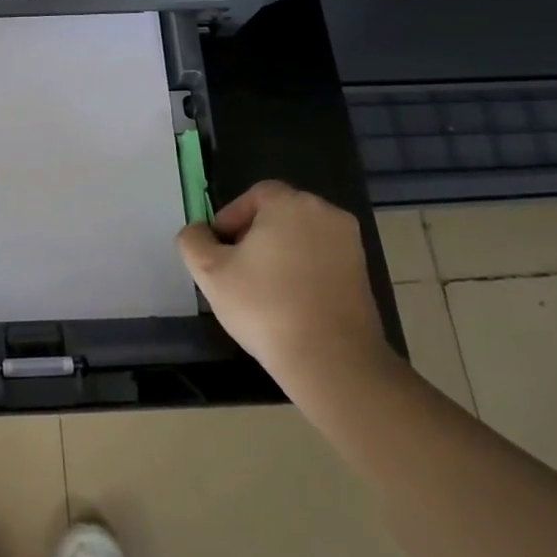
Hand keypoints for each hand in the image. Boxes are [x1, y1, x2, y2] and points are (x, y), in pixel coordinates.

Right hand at [176, 180, 397, 410]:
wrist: (332, 360)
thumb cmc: (265, 306)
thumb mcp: (210, 272)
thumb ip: (193, 241)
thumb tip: (198, 232)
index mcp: (290, 203)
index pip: (254, 196)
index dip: (231, 219)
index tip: (220, 251)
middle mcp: (325, 213)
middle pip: (279, 214)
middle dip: (254, 236)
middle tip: (236, 270)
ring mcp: (350, 243)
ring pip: (301, 237)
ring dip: (279, 255)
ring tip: (262, 289)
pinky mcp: (363, 273)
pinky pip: (322, 260)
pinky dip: (303, 271)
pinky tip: (289, 303)